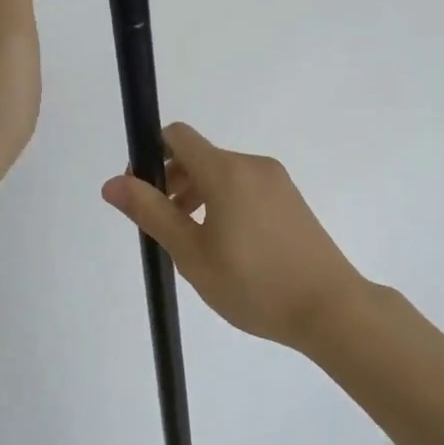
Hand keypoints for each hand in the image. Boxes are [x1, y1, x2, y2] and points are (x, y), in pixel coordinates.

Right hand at [101, 123, 368, 348]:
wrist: (331, 309)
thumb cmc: (254, 283)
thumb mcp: (192, 253)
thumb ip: (151, 212)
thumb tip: (112, 183)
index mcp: (226, 170)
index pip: (177, 136)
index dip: (150, 156)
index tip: (143, 193)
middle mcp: (253, 164)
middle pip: (199, 156)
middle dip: (172, 181)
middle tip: (165, 227)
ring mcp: (277, 181)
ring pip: (222, 173)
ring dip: (197, 195)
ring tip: (193, 242)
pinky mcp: (291, 200)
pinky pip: (245, 187)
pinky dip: (224, 202)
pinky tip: (227, 246)